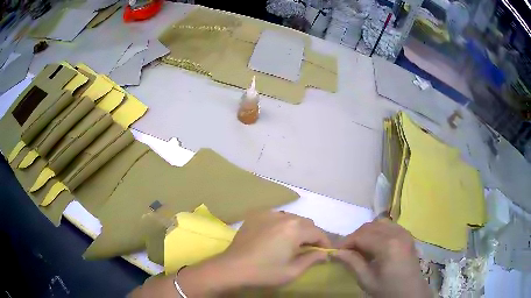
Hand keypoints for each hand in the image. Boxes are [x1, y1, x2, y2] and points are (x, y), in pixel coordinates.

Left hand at [220, 211, 331, 285]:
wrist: (233, 268)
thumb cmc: (265, 272)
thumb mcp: (292, 271)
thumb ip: (312, 259)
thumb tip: (324, 253)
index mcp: (295, 229)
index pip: (318, 232)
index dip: (324, 242)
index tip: (324, 252)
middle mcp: (283, 216)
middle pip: (306, 223)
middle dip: (311, 235)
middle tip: (308, 249)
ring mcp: (268, 214)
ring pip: (292, 218)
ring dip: (297, 229)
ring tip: (292, 243)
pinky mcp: (256, 216)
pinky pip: (276, 217)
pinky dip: (282, 225)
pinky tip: (275, 237)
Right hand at [333, 218, 430, 297]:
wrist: (411, 292)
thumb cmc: (388, 289)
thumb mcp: (367, 280)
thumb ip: (352, 263)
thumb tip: (336, 252)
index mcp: (388, 245)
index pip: (361, 236)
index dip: (346, 242)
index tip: (335, 251)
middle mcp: (397, 233)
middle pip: (369, 227)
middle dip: (355, 237)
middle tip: (346, 251)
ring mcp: (404, 232)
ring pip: (379, 223)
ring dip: (366, 233)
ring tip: (360, 248)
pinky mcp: (407, 234)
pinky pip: (388, 226)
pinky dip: (377, 232)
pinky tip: (374, 245)